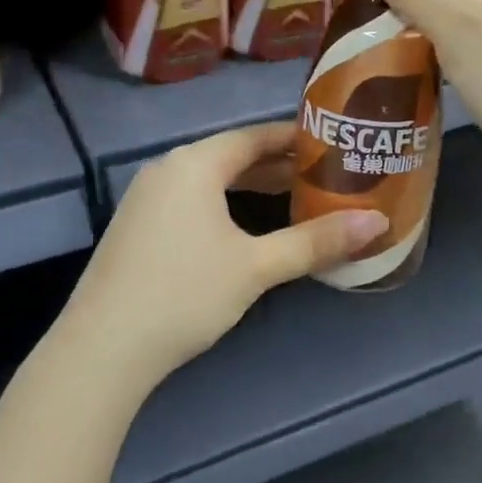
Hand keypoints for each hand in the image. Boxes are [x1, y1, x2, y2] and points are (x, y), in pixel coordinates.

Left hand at [54, 122, 386, 392]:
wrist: (104, 346)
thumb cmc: (185, 293)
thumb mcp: (257, 267)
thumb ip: (315, 241)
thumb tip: (378, 223)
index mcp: (195, 163)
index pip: (255, 136)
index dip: (296, 139)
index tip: (334, 145)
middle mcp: (168, 169)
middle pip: (233, 156)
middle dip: (279, 166)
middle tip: (326, 177)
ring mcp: (146, 197)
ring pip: (211, 181)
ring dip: (252, 187)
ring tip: (296, 199)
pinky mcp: (136, 225)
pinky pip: (191, 200)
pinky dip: (224, 205)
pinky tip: (245, 229)